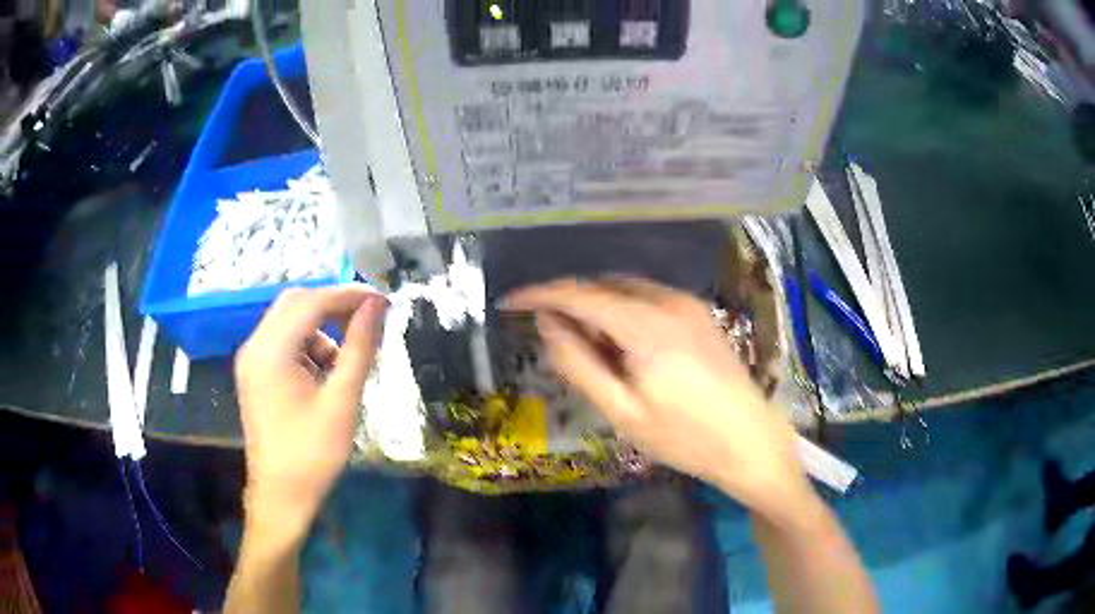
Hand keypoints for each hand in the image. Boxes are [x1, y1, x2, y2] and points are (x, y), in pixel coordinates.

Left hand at [234, 285, 386, 543]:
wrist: (280, 496)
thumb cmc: (313, 453)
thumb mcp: (342, 401)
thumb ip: (359, 348)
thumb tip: (376, 306)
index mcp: (272, 351)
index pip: (312, 302)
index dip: (349, 295)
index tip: (382, 301)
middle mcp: (254, 346)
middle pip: (295, 303)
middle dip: (332, 305)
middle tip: (367, 320)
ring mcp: (250, 359)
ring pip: (288, 320)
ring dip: (320, 327)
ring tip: (345, 359)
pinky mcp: (253, 373)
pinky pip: (281, 341)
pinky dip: (306, 344)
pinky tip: (323, 373)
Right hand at [503, 278, 810, 523]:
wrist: (751, 442)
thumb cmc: (685, 437)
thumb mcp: (623, 411)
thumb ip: (580, 364)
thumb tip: (548, 325)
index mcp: (646, 325)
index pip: (580, 294)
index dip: (540, 294)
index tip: (511, 302)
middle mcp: (668, 301)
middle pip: (603, 287)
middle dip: (571, 304)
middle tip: (554, 340)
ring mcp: (688, 305)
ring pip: (626, 291)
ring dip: (598, 309)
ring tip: (590, 349)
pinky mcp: (700, 315)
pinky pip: (648, 300)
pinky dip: (624, 312)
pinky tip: (624, 347)